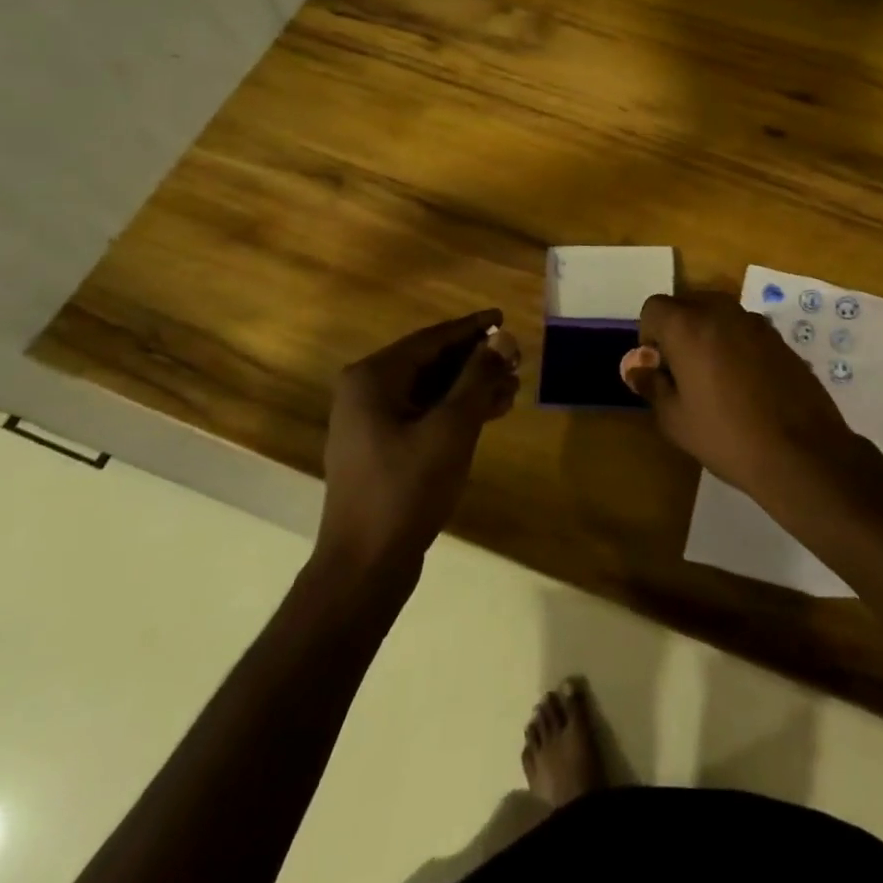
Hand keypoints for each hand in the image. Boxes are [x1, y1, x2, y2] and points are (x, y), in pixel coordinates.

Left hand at [315, 309, 520, 576]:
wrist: (365, 566)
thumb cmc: (406, 489)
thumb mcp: (451, 428)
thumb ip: (478, 378)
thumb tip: (503, 337)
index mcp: (373, 378)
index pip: (431, 339)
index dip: (471, 328)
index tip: (503, 317)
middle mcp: (366, 392)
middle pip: (430, 363)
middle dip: (475, 360)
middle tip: (516, 358)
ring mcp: (371, 423)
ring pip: (430, 390)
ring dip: (470, 387)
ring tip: (513, 386)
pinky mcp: (382, 448)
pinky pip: (424, 414)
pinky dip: (456, 411)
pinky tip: (491, 412)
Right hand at [620, 291, 856, 494]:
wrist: (801, 452)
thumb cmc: (726, 436)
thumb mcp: (675, 419)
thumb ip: (651, 384)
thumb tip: (637, 367)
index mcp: (689, 326)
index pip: (654, 307)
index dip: (649, 336)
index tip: (659, 369)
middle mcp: (722, 312)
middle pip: (687, 305)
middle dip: (677, 332)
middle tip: (682, 374)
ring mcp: (756, 323)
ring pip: (718, 316)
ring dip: (708, 337)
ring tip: (715, 381)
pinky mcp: (780, 339)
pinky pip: (744, 331)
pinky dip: (735, 346)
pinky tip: (745, 386)